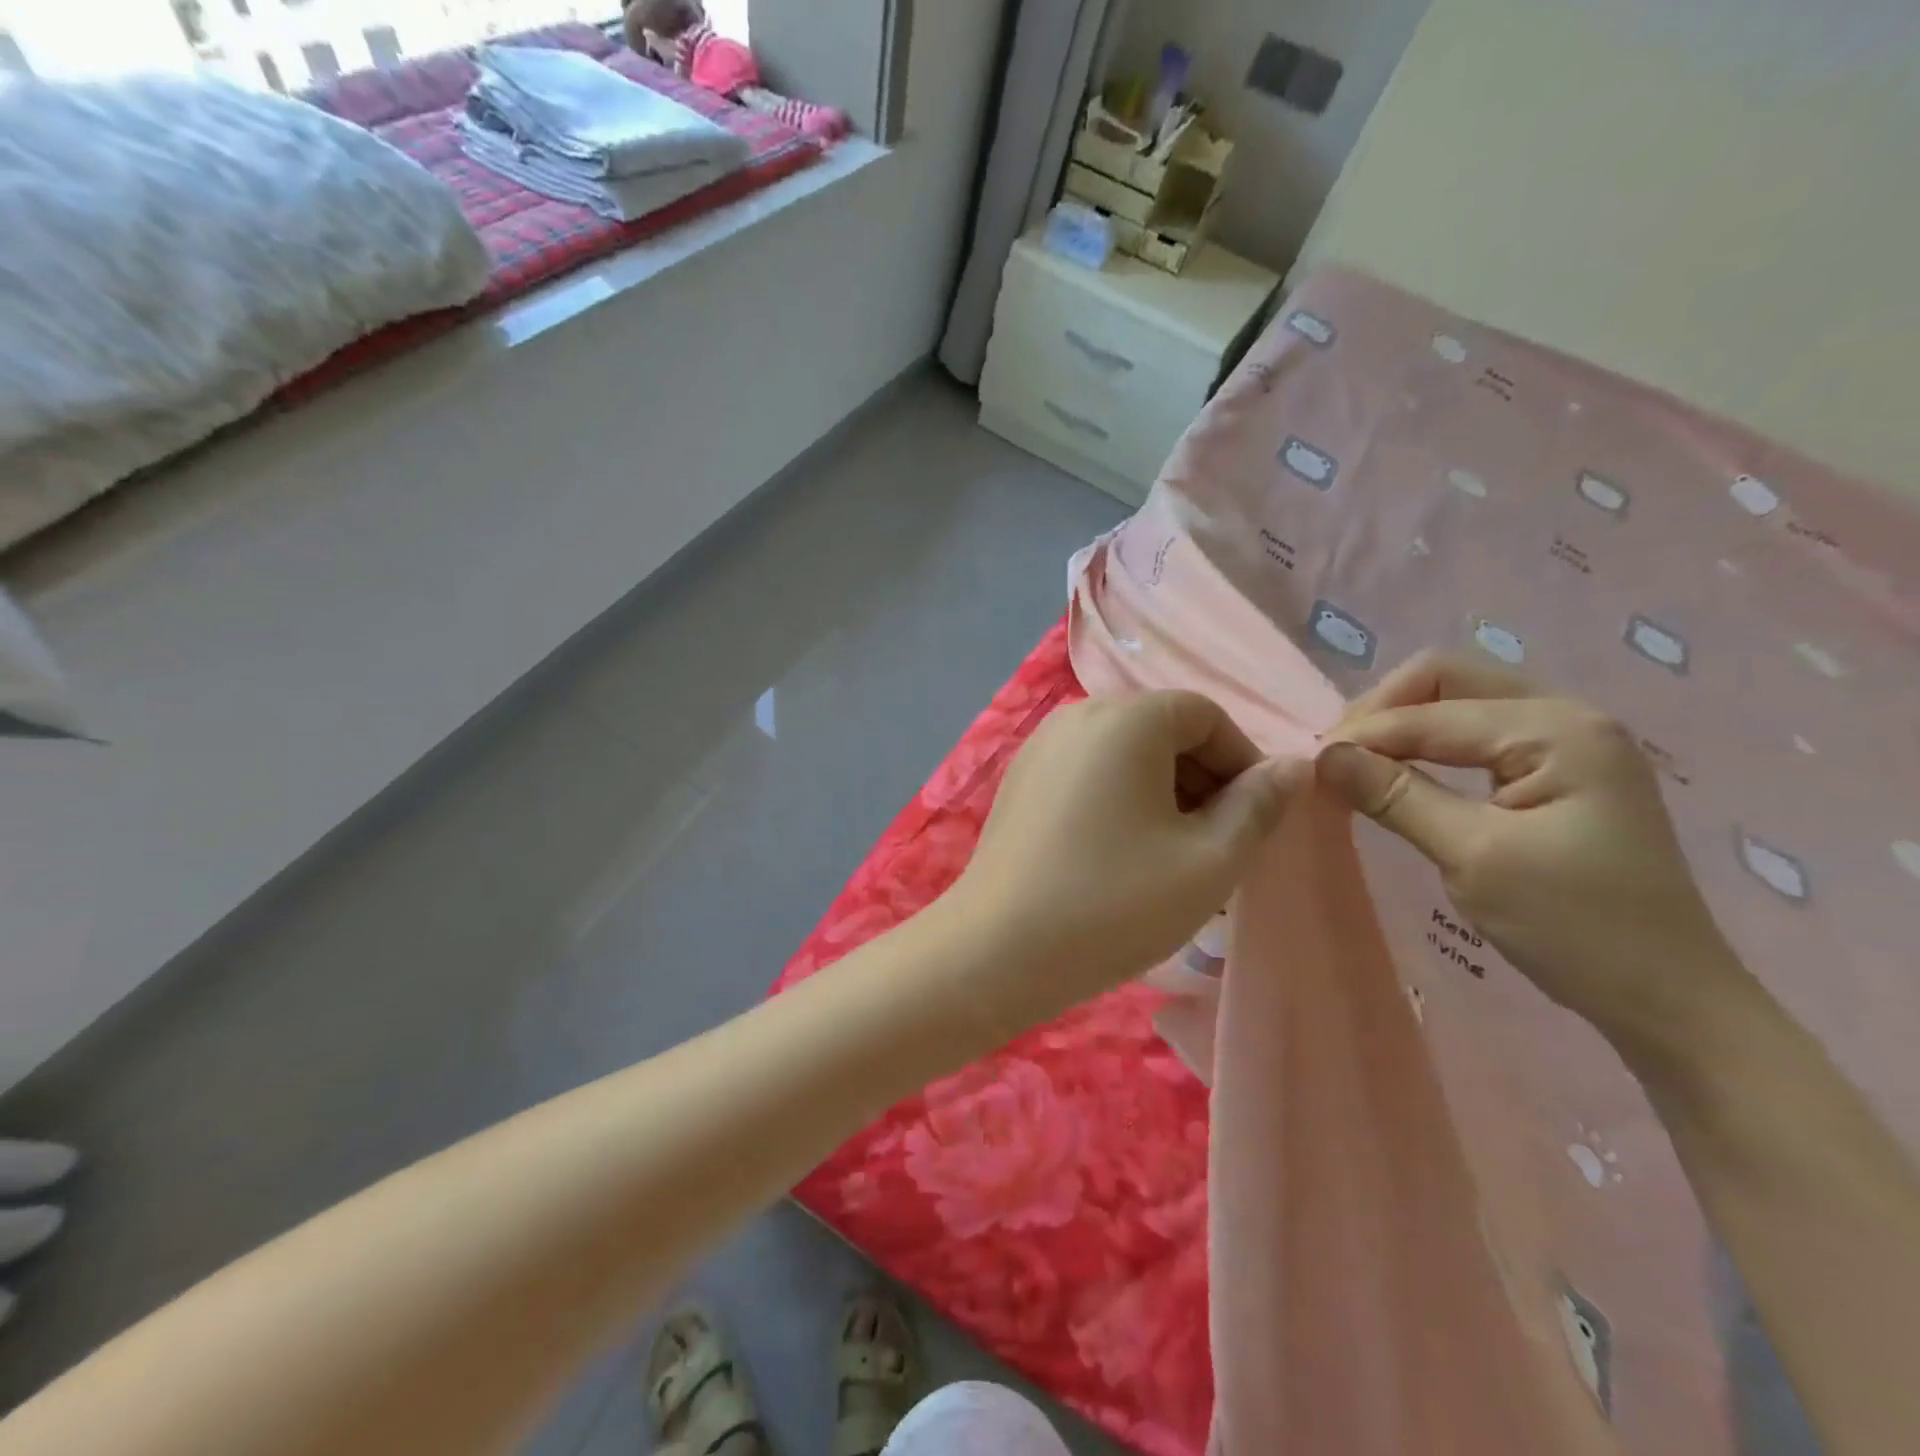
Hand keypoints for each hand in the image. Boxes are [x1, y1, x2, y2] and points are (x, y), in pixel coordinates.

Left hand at [943, 691, 1304, 1026]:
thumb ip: (1258, 806)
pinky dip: (1120, 802)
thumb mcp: (1208, 861)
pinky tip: (1125, 858)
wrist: (996, 950)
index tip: (1257, 820)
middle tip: (1221, 847)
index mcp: (1125, 717)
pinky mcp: (1020, 781)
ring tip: (1178, 861)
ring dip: (1164, 797)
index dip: (1243, 762)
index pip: (1206, 716)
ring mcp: (1040, 747)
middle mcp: (1077, 714)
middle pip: (1162, 731)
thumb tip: (1294, 767)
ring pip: (1124, 757)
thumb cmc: (1113, 903)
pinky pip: (1088, 775)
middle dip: (1204, 781)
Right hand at [1317, 653, 1746, 1043]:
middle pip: (1447, 679)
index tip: (1309, 769)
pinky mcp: (1560, 770)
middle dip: (1382, 711)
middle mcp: (1566, 716)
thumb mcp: (1473, 857)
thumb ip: (1396, 796)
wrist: (1669, 998)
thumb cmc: (1576, 927)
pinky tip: (1404, 775)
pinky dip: (1429, 746)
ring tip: (1359, 766)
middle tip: (1337, 758)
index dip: (1364, 734)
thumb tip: (1323, 755)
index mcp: (1557, 729)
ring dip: (1403, 726)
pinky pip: (1476, 734)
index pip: (1432, 709)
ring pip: (1459, 702)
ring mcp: (1567, 740)